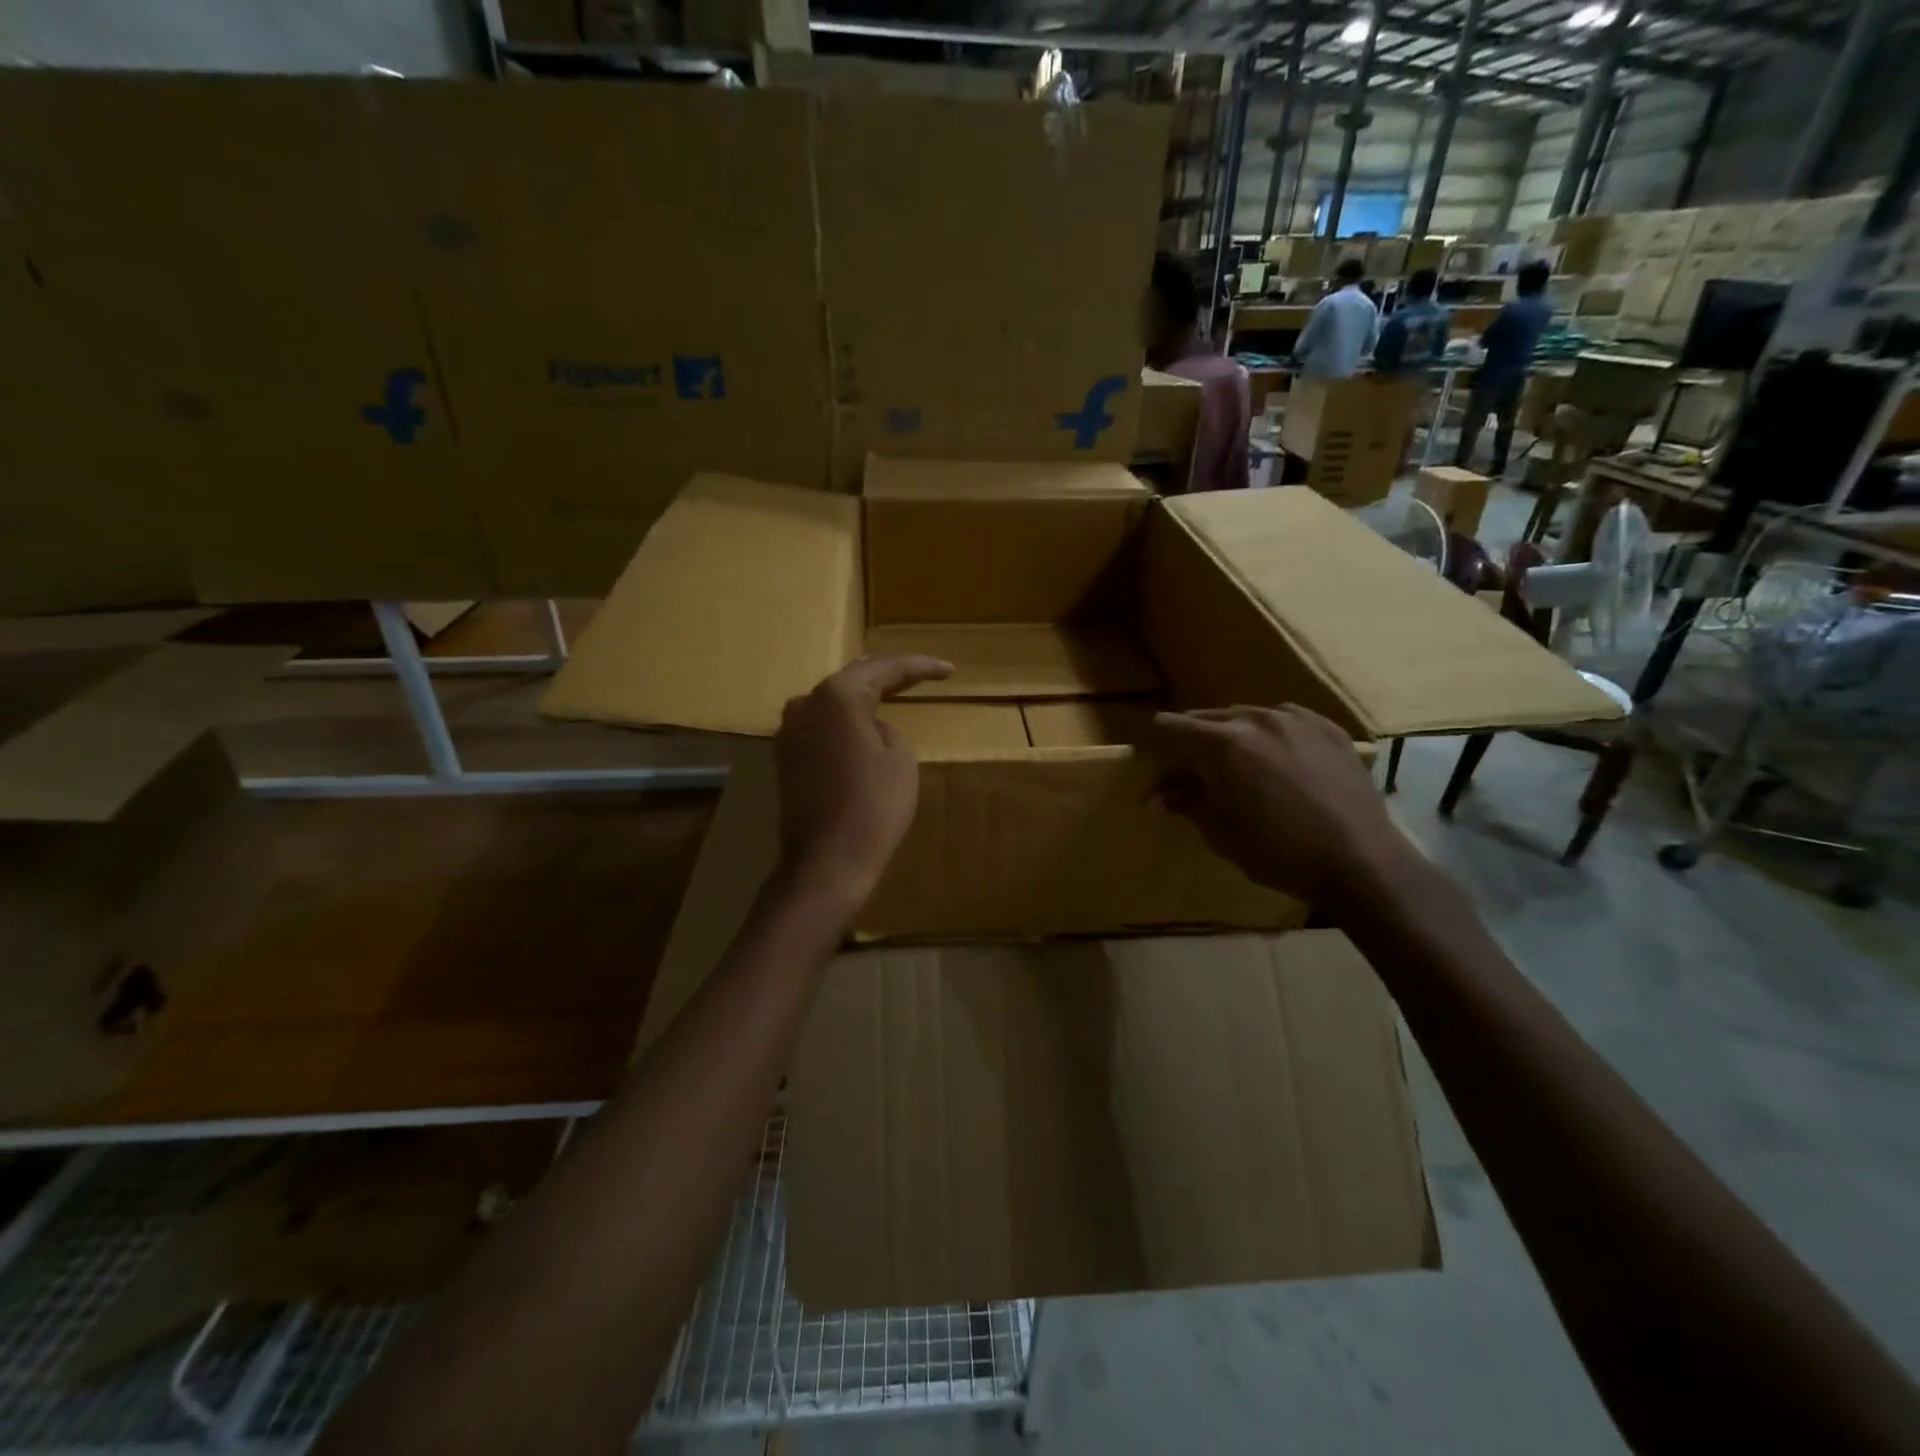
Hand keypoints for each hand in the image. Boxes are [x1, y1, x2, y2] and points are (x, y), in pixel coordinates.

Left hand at [773, 655, 951, 912]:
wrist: (827, 861)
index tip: (948, 670)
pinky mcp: (786, 759)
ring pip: (833, 703)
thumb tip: (869, 729)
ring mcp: (789, 732)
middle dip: (889, 677)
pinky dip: (845, 723)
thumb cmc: (873, 806)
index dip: (919, 667)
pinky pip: (822, 727)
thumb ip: (886, 728)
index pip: (884, 668)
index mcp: (837, 696)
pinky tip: (863, 727)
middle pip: (854, 680)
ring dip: (863, 699)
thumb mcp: (900, 757)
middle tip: (923, 676)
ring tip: (894, 694)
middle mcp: (805, 704)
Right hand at [1151, 705, 1407, 906]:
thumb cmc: (1280, 853)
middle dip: (1196, 736)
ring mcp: (1299, 721)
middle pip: (1212, 717)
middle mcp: (1258, 720)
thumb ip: (1189, 804)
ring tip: (1236, 758)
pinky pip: (1289, 719)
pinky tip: (1278, 754)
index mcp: (1224, 744)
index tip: (1153, 750)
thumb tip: (1156, 796)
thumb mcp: (1223, 834)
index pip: (1176, 726)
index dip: (1159, 737)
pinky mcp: (1330, 730)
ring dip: (1235, 732)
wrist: (1361, 861)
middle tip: (1190, 762)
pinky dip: (1273, 732)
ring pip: (1251, 715)